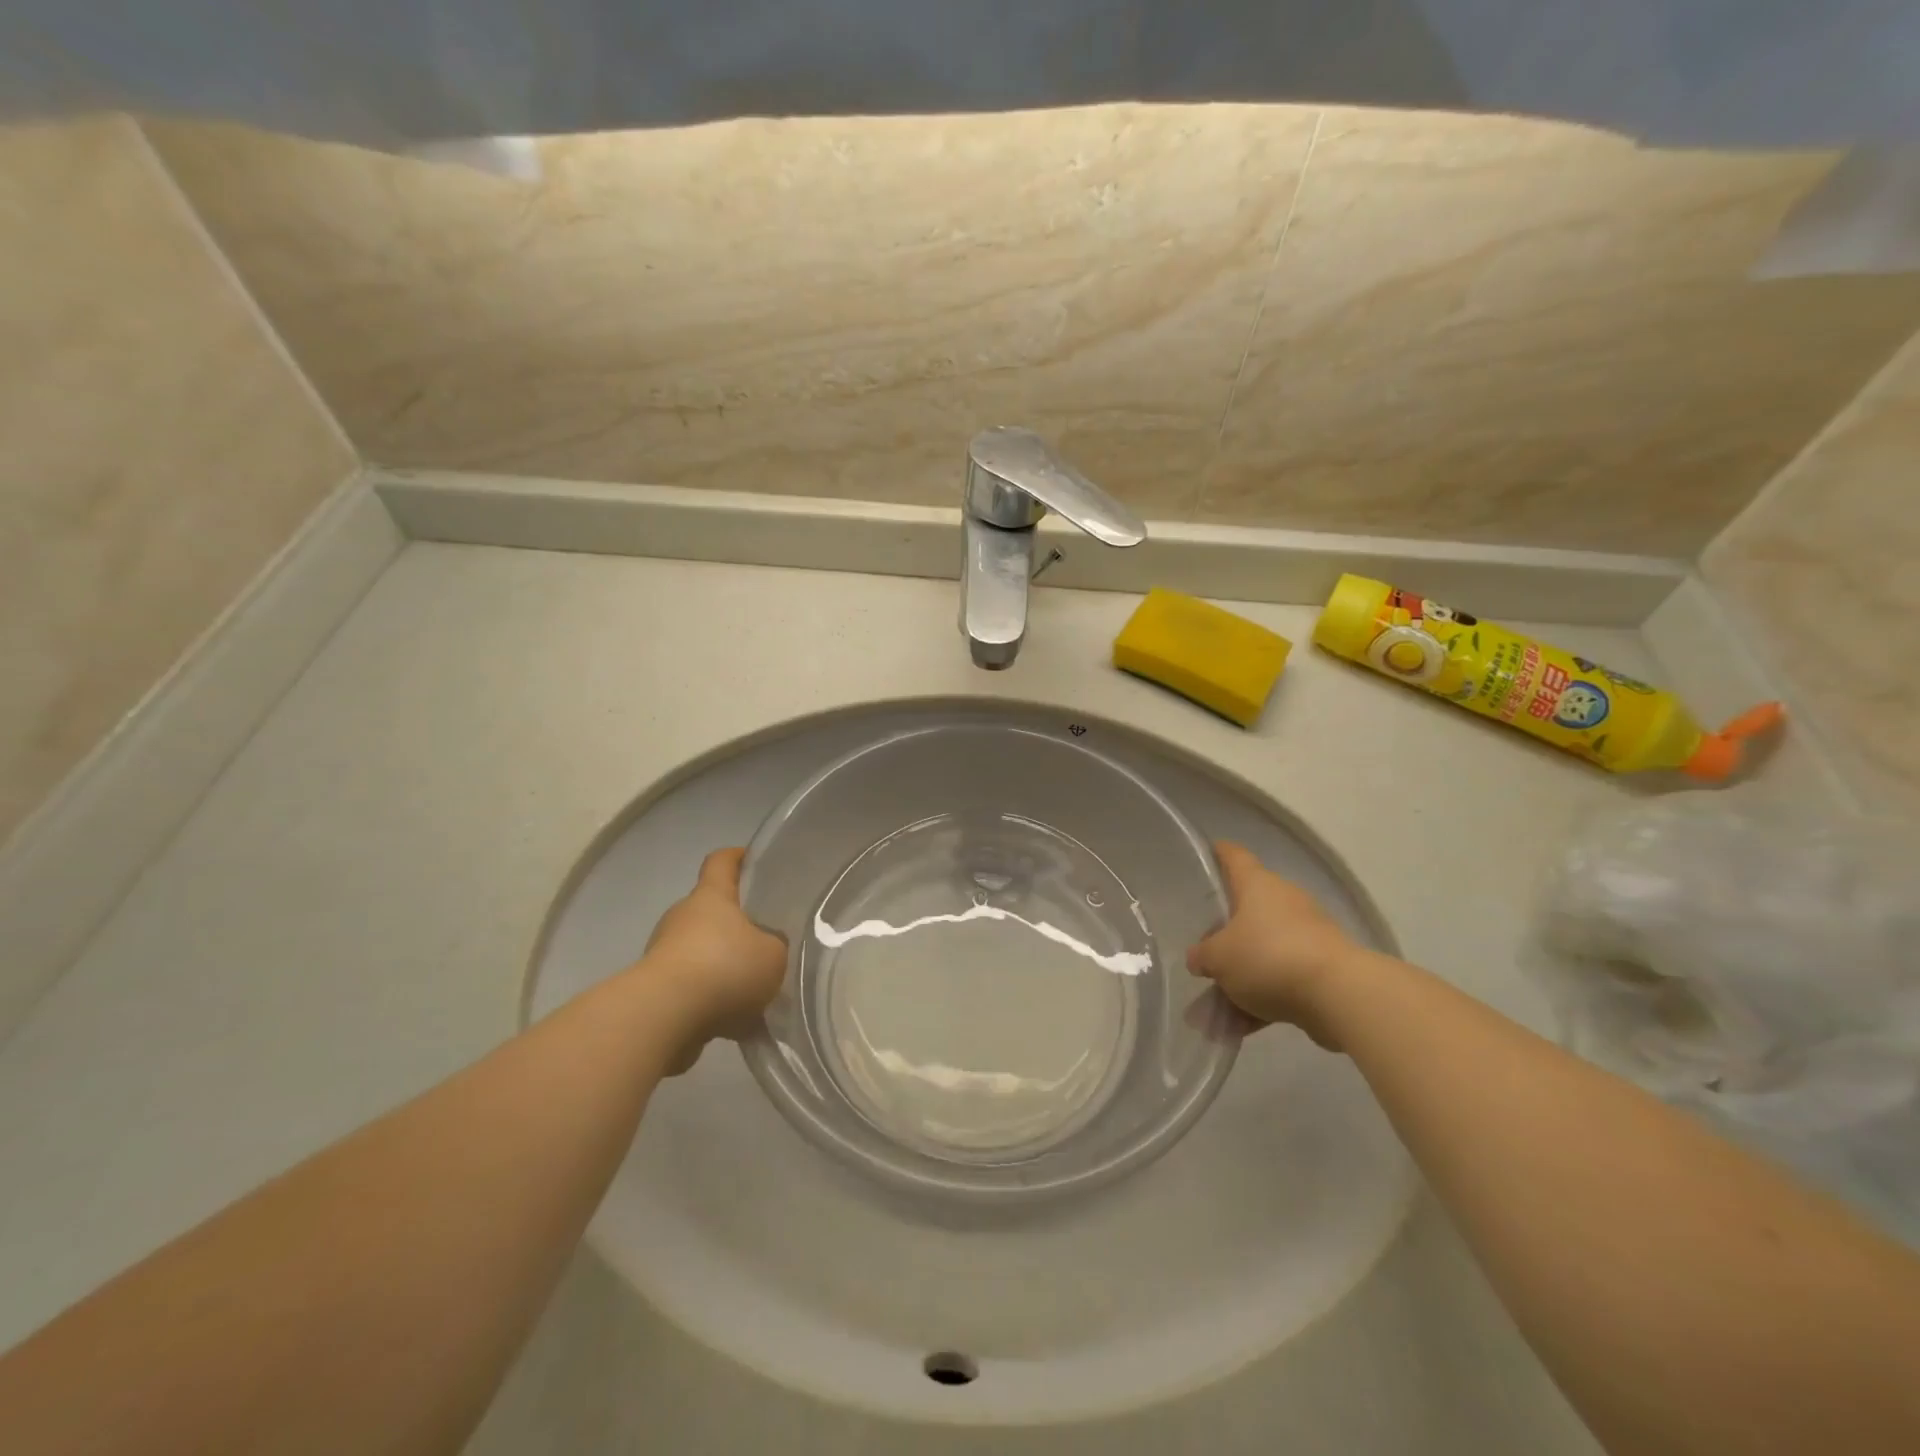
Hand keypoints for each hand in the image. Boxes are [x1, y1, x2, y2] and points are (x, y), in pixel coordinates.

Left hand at [639, 848, 786, 1072]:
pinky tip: (734, 1020)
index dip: (737, 857)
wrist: (663, 1017)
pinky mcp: (656, 989)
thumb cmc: (724, 969)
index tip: (753, 859)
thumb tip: (767, 948)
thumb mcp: (773, 955)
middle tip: (766, 940)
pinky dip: (710, 999)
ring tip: (754, 990)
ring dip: (723, 966)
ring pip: (701, 951)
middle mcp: (683, 917)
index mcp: (711, 897)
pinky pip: (692, 986)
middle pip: (711, 910)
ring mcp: (664, 953)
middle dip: (737, 924)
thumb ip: (775, 947)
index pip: (721, 861)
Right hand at [1187, 841, 1363, 1049]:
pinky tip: (1237, 1029)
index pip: (1234, 856)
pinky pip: (1280, 981)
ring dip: (1238, 979)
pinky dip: (1260, 1002)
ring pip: (1262, 953)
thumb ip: (1203, 956)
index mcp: (1257, 885)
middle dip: (1223, 936)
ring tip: (1210, 1012)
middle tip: (1200, 954)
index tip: (1207, 852)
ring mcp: (1306, 937)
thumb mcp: (1219, 958)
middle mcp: (1284, 903)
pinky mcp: (1321, 971)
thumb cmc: (1269, 957)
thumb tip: (1199, 958)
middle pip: (1246, 911)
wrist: (1340, 995)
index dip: (1219, 853)